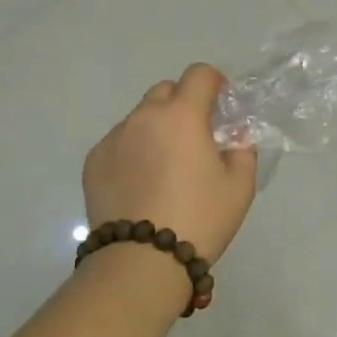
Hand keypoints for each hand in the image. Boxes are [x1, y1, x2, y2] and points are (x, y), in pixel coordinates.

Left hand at [83, 64, 257, 264]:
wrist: (140, 262)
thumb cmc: (199, 220)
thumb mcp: (239, 187)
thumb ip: (243, 150)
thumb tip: (234, 136)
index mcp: (182, 115)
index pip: (199, 74)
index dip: (214, 83)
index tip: (220, 106)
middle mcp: (144, 116)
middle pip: (165, 91)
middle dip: (182, 104)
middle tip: (193, 137)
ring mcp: (114, 138)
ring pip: (139, 117)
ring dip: (155, 128)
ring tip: (163, 167)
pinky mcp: (93, 161)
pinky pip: (119, 142)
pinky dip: (132, 151)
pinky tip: (140, 184)